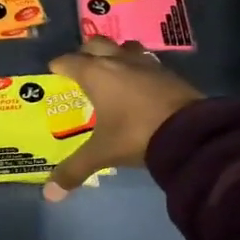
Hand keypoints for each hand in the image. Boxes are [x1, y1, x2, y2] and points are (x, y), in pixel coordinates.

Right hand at [44, 38, 204, 201]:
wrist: (190, 132)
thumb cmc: (136, 134)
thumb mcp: (102, 153)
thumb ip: (74, 170)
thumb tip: (50, 195)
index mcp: (97, 74)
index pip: (70, 61)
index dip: (59, 66)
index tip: (54, 71)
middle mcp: (119, 61)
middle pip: (97, 44)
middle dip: (86, 52)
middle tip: (81, 68)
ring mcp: (147, 64)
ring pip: (125, 47)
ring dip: (115, 53)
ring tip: (112, 69)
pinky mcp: (169, 72)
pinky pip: (147, 61)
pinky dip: (138, 67)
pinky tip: (139, 83)